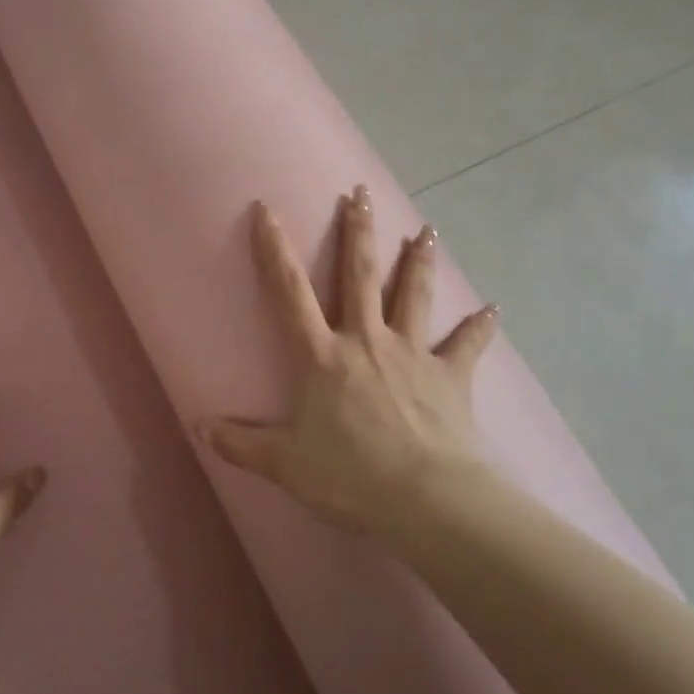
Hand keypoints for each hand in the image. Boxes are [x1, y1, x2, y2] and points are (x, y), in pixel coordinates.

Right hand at [199, 186, 500, 548]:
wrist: (426, 499)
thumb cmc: (349, 476)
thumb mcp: (284, 463)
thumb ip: (240, 443)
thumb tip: (199, 428)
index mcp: (322, 356)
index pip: (289, 293)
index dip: (274, 250)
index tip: (266, 211)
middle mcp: (366, 340)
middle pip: (359, 276)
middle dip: (357, 232)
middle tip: (359, 194)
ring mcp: (413, 354)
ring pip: (413, 295)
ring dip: (418, 261)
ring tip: (427, 230)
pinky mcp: (451, 376)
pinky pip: (467, 345)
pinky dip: (480, 327)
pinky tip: (494, 309)